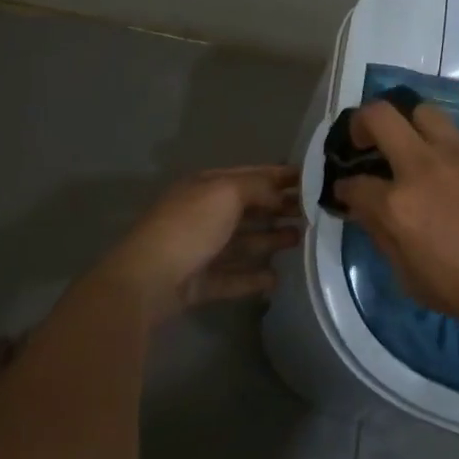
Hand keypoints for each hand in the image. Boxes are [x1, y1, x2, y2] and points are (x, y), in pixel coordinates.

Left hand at [97, 165, 300, 322]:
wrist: (147, 280)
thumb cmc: (189, 227)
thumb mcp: (226, 193)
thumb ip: (257, 188)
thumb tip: (279, 194)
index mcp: (206, 186)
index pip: (249, 175)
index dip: (279, 175)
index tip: (310, 179)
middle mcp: (203, 214)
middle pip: (247, 209)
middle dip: (278, 208)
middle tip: (311, 213)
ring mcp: (199, 250)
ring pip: (241, 243)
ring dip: (269, 240)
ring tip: (299, 241)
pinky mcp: (198, 283)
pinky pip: (231, 278)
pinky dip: (252, 278)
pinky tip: (276, 279)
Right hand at [333, 101, 458, 338]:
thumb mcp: (413, 281)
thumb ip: (384, 239)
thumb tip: (367, 213)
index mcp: (398, 206)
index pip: (354, 183)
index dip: (344, 188)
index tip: (347, 192)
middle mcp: (421, 167)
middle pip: (379, 116)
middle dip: (361, 124)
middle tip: (366, 141)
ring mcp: (457, 153)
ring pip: (421, 111)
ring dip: (408, 124)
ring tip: (412, 145)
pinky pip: (456, 134)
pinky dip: (444, 145)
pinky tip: (454, 169)